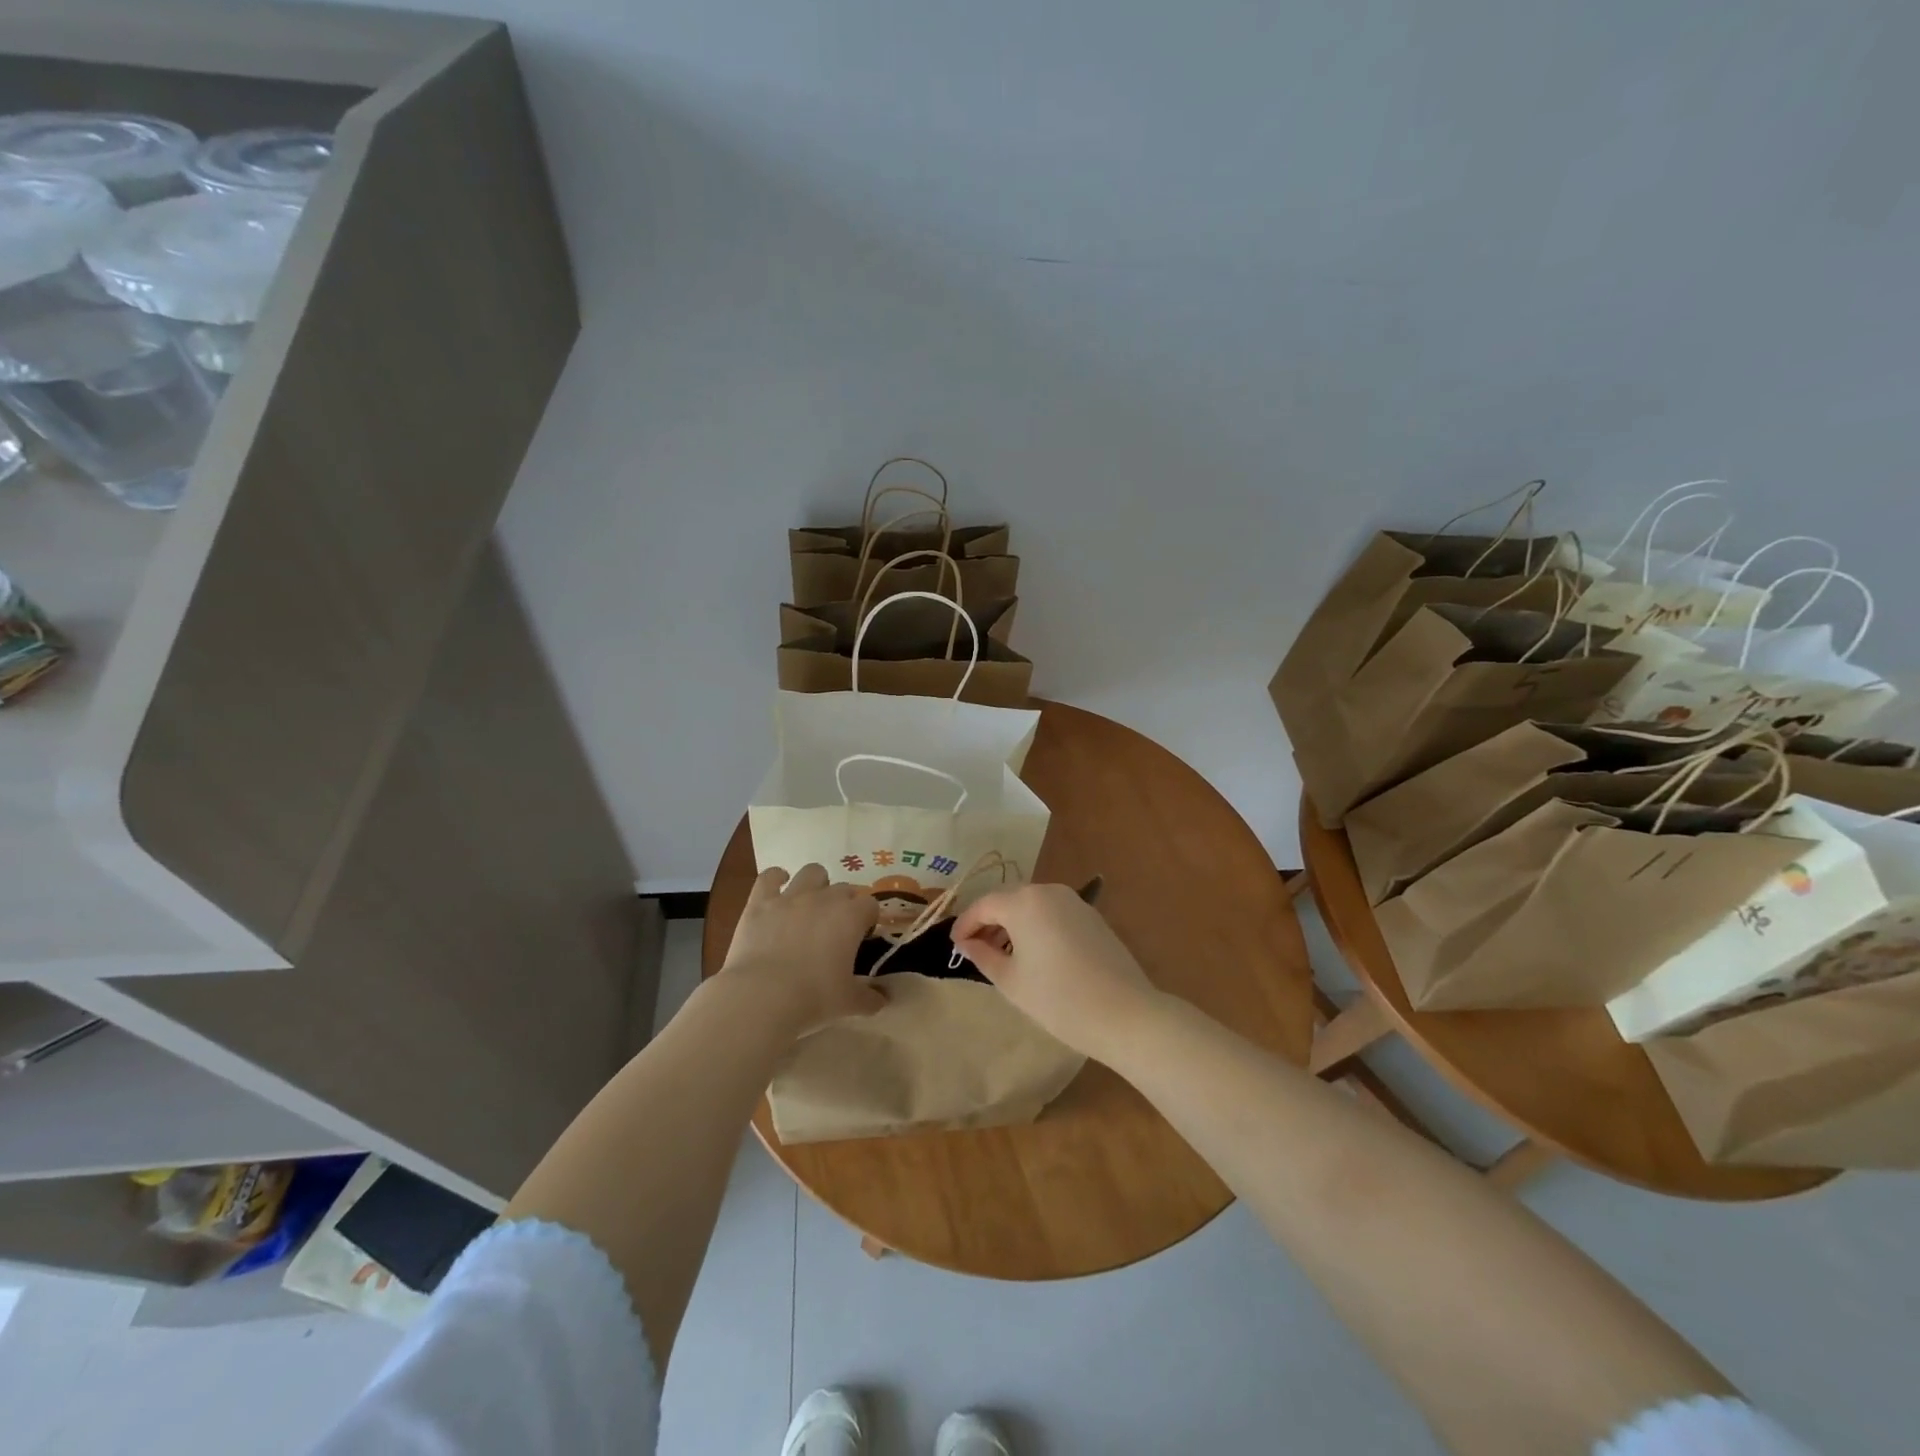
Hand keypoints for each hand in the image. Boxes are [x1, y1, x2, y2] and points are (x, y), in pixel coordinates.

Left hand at [721, 864, 884, 1035]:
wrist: (762, 996)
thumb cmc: (813, 997)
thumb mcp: (848, 1002)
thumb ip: (870, 998)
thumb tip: (884, 999)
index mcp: (851, 917)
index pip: (870, 905)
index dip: (868, 919)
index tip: (862, 936)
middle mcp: (824, 898)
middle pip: (844, 888)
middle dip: (844, 903)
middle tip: (836, 928)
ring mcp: (791, 896)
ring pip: (812, 872)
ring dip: (816, 884)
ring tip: (811, 903)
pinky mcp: (760, 902)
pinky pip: (769, 876)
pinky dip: (776, 878)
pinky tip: (778, 886)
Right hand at [952, 883, 1163, 1062]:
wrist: (1125, 1014)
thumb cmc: (1059, 999)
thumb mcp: (1011, 981)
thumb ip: (983, 956)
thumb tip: (967, 943)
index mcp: (1024, 902)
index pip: (983, 905)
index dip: (965, 924)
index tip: (954, 946)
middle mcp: (1048, 891)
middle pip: (1008, 900)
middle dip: (989, 922)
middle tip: (975, 950)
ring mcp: (1073, 901)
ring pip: (1031, 905)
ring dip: (1013, 924)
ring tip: (1003, 955)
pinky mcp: (1091, 915)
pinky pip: (1052, 913)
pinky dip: (1036, 926)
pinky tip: (1034, 953)